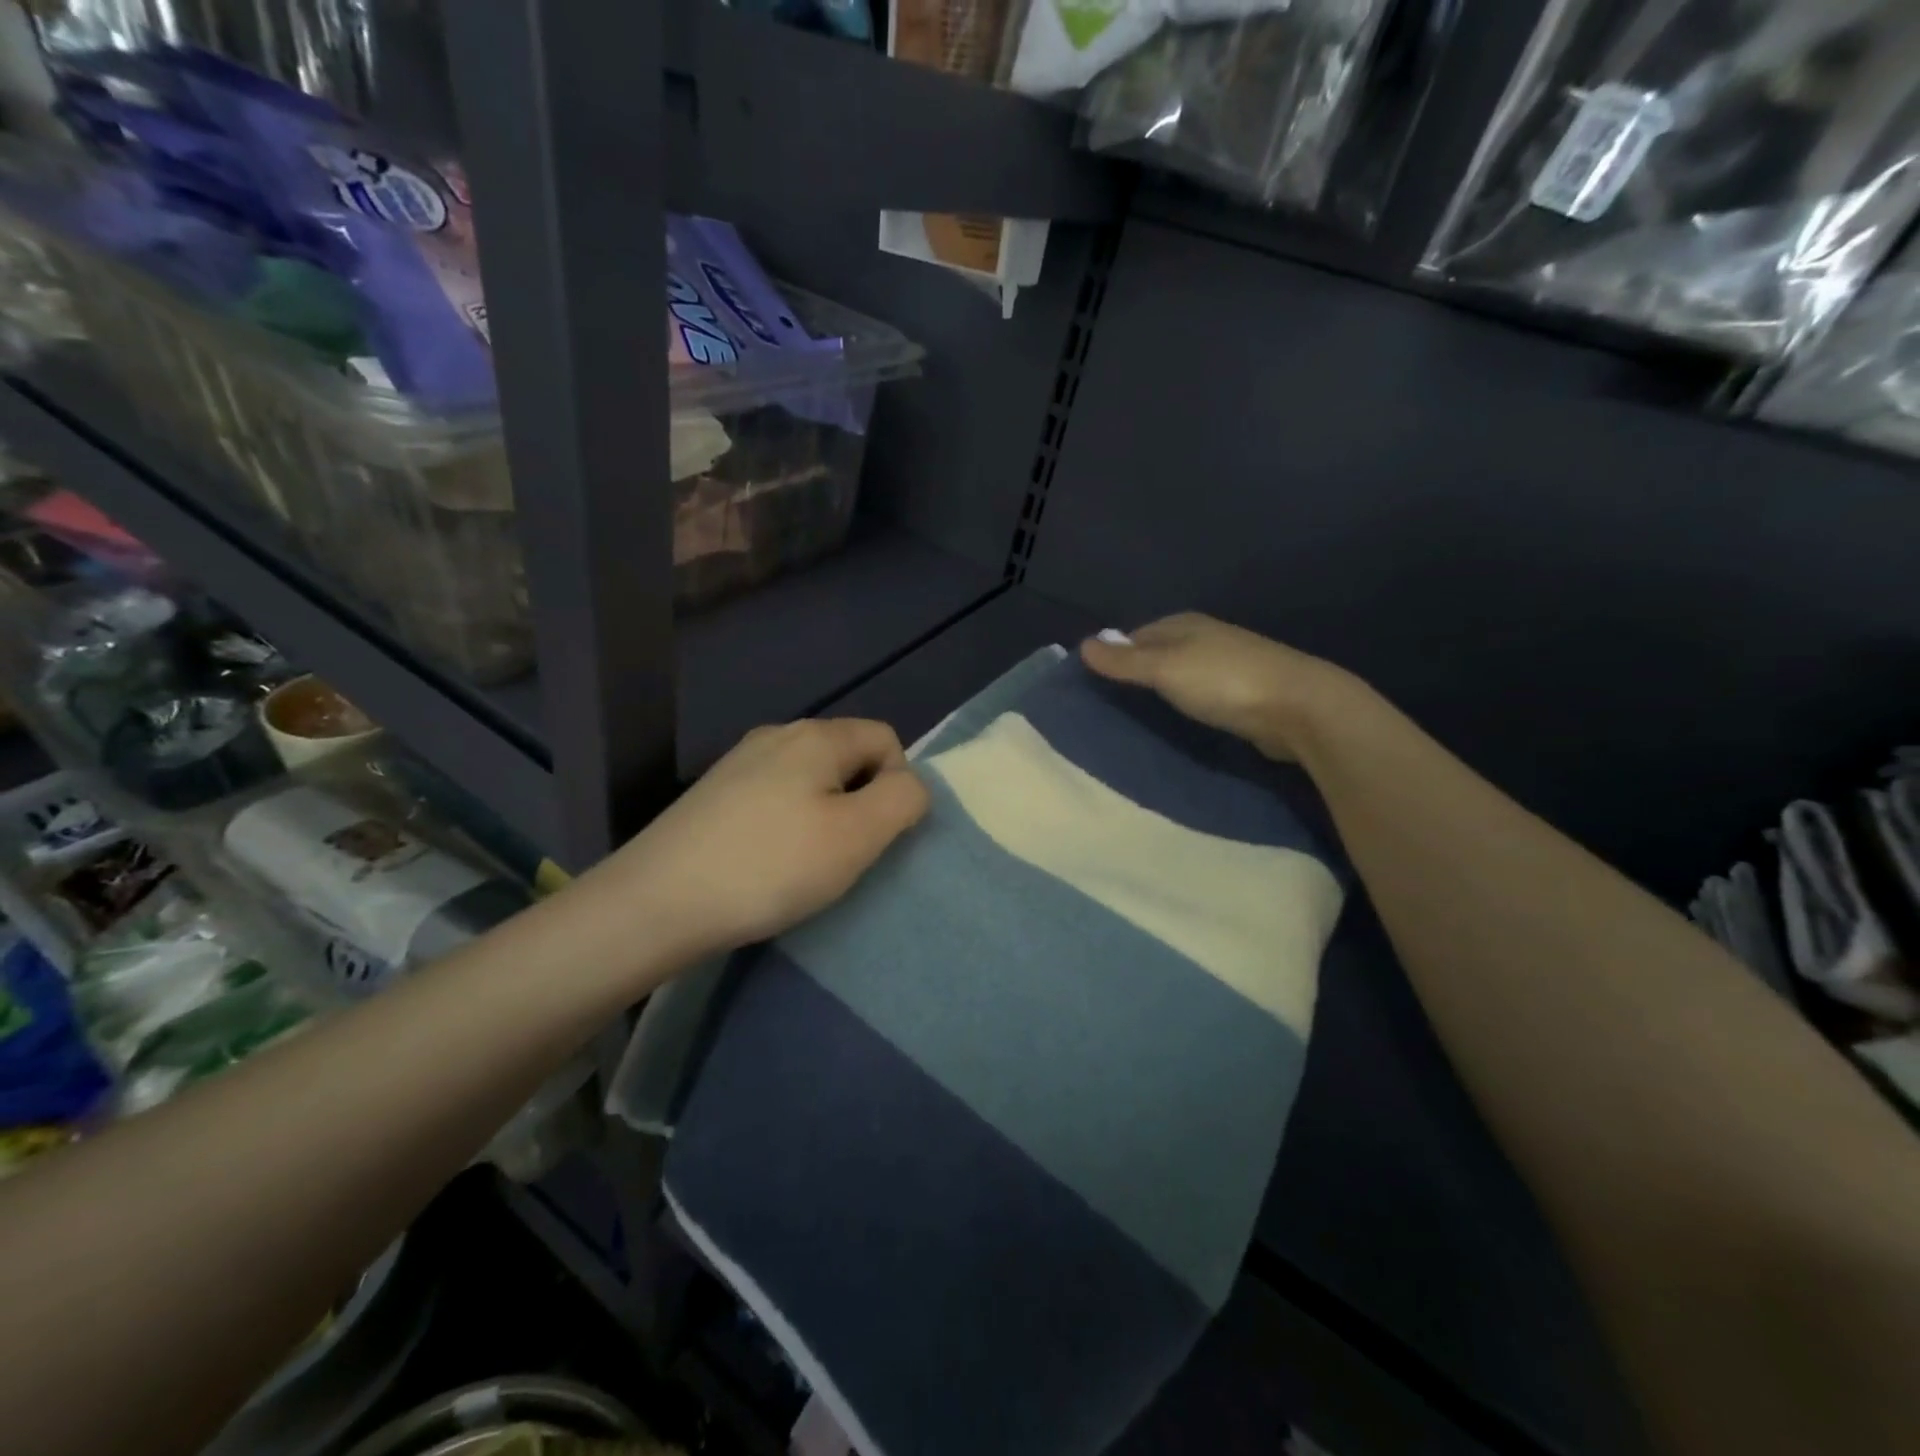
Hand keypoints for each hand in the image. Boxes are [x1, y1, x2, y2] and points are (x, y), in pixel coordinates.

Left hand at [591, 719, 929, 966]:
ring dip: (824, 814)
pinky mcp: (714, 792)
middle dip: (860, 801)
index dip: (897, 785)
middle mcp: (778, 734)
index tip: (875, 835)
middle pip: (847, 756)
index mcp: (817, 736)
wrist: (656, 902)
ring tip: (803, 862)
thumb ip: (902, 800)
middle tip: (843, 854)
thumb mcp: (857, 836)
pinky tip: (765, 861)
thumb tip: (910, 785)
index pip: (887, 739)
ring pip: (810, 778)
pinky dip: (787, 823)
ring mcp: (739, 761)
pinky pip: (775, 795)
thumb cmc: (770, 867)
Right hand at [1080, 613, 1360, 760]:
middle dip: (1136, 673)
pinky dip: (1185, 705)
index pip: (1135, 636)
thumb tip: (1083, 645)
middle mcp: (1205, 638)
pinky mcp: (1243, 694)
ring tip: (1137, 717)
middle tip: (1109, 706)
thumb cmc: (1225, 682)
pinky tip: (1176, 723)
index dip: (1114, 656)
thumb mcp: (1165, 669)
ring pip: (1180, 675)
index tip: (1092, 684)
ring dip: (1161, 691)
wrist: (1300, 708)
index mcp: (1185, 624)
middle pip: (1158, 654)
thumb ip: (1125, 662)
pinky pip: (1200, 695)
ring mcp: (1227, 665)